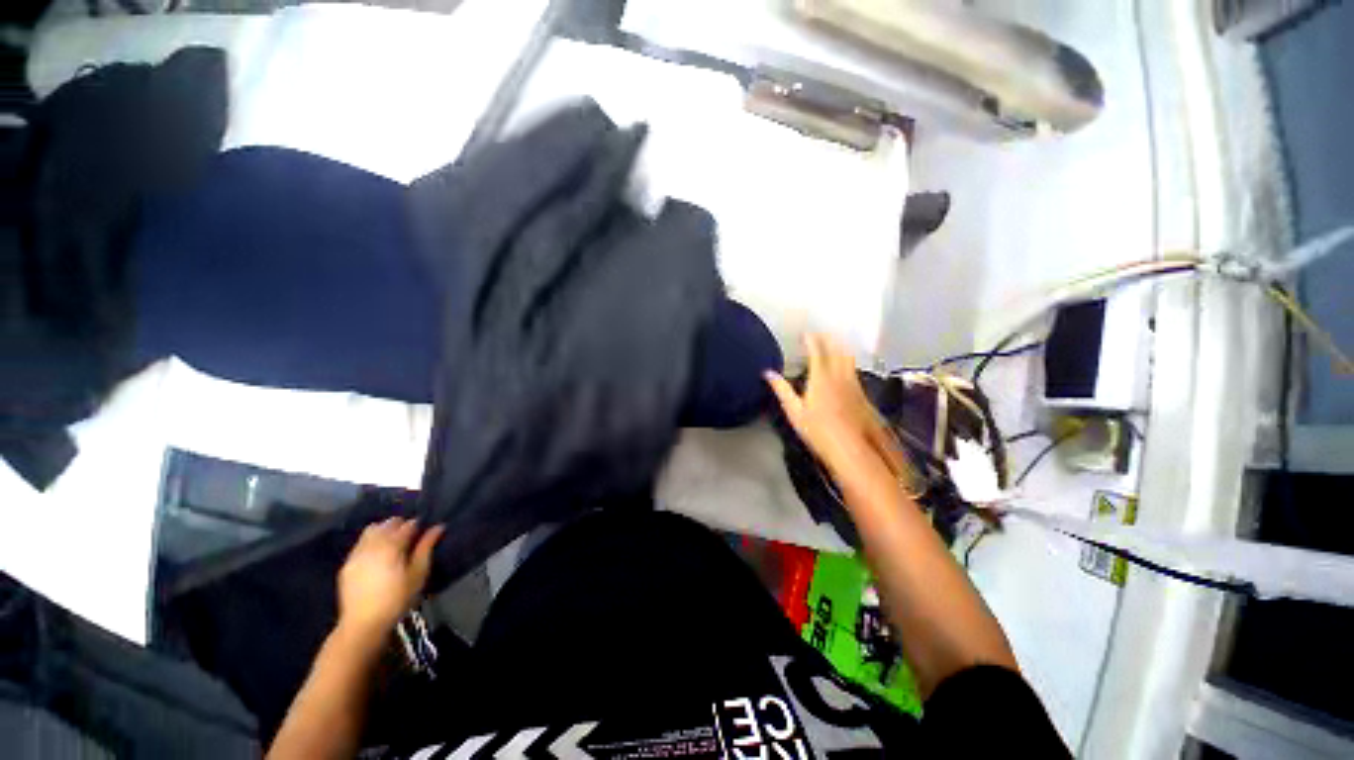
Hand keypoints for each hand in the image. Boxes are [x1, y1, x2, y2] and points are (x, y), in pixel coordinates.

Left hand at [337, 518, 443, 640]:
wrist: (363, 624)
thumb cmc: (397, 599)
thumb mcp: (418, 574)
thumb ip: (426, 548)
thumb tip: (438, 527)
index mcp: (392, 545)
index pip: (407, 525)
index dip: (417, 525)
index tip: (424, 531)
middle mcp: (373, 544)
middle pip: (387, 524)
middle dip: (400, 525)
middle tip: (410, 536)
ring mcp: (357, 553)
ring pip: (371, 530)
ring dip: (384, 530)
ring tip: (392, 542)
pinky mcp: (347, 564)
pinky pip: (360, 543)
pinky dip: (370, 541)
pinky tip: (377, 553)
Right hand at [765, 333, 904, 484]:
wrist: (850, 449)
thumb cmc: (817, 431)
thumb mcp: (794, 411)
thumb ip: (781, 390)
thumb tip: (768, 373)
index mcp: (821, 378)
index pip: (817, 351)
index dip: (811, 340)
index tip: (805, 334)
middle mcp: (840, 376)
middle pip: (837, 350)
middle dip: (828, 339)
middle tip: (819, 335)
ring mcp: (853, 385)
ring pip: (848, 359)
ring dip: (839, 348)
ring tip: (832, 346)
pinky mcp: (861, 394)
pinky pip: (853, 371)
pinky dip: (846, 362)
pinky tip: (843, 369)